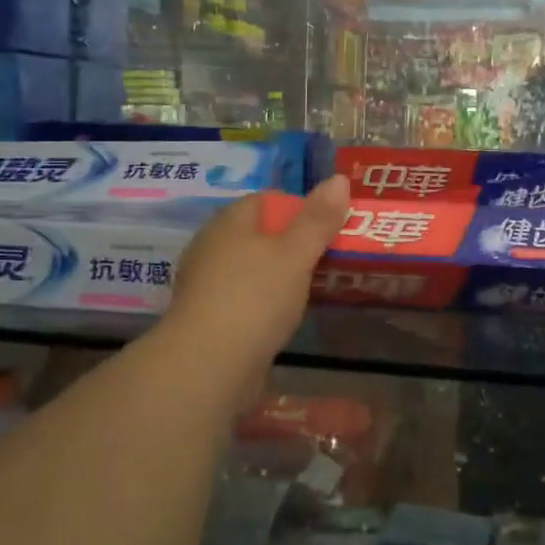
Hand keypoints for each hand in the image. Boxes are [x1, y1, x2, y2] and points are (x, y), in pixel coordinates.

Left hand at [160, 175, 351, 372]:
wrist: (208, 365)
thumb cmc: (255, 297)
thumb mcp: (296, 254)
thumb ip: (318, 219)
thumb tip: (339, 179)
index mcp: (229, 222)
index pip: (267, 200)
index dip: (300, 209)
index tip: (329, 228)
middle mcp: (211, 246)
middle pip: (258, 234)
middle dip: (292, 244)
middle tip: (327, 259)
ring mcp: (206, 284)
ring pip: (251, 268)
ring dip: (279, 275)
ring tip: (313, 289)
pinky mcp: (207, 318)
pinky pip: (243, 298)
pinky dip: (264, 303)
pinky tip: (283, 317)